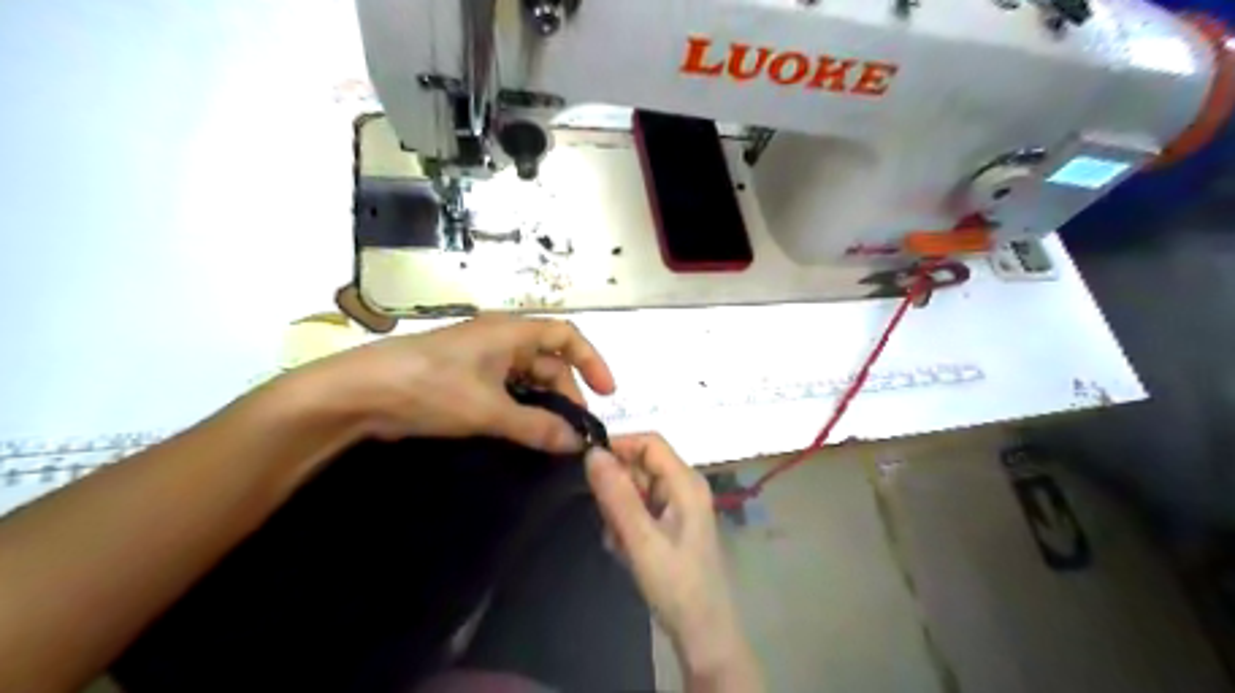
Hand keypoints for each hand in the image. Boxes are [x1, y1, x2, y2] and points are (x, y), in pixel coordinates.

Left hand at [289, 314, 615, 453]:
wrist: (359, 394)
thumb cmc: (430, 387)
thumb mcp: (488, 409)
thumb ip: (536, 426)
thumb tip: (576, 442)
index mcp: (511, 332)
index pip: (566, 336)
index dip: (591, 361)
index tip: (606, 394)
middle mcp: (500, 339)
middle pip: (548, 361)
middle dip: (566, 393)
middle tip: (572, 431)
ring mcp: (480, 359)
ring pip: (526, 378)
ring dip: (542, 404)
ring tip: (551, 437)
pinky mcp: (463, 378)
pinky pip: (504, 390)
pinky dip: (519, 408)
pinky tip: (522, 432)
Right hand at [585, 435, 758, 685]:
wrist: (703, 634)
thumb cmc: (677, 585)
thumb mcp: (642, 539)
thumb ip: (618, 495)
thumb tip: (593, 453)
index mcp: (686, 482)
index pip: (649, 442)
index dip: (618, 446)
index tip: (586, 464)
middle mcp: (684, 486)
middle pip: (641, 465)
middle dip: (617, 487)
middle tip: (605, 519)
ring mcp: (678, 506)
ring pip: (637, 489)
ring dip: (619, 510)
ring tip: (617, 542)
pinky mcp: (671, 525)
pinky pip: (640, 509)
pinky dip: (626, 525)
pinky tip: (625, 550)